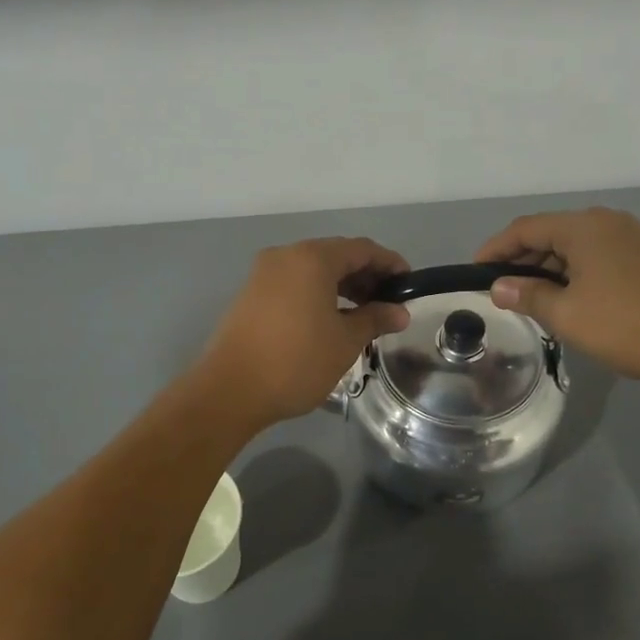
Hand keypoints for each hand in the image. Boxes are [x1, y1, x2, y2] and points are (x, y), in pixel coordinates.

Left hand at [198, 237, 411, 428]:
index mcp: (312, 258)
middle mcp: (286, 256)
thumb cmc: (296, 361)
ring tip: (364, 313)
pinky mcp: (251, 294)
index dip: (389, 263)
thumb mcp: (345, 342)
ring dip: (341, 285)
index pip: (361, 249)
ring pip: (312, 270)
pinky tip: (330, 319)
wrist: (230, 390)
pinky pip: (293, 283)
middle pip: (335, 255)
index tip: (408, 284)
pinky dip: (317, 293)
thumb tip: (399, 312)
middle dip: (365, 275)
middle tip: (388, 302)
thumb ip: (375, 319)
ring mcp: (263, 274)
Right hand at [476, 208, 639, 385]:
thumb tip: (498, 287)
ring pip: (574, 246)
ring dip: (547, 269)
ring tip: (529, 299)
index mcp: (583, 227)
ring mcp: (630, 238)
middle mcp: (606, 222)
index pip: (524, 228)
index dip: (495, 249)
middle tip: (500, 291)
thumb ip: (528, 295)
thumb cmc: (627, 324)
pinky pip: (595, 256)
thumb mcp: (567, 314)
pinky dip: (572, 273)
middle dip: (521, 260)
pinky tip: (567, 299)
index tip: (474, 273)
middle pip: (549, 233)